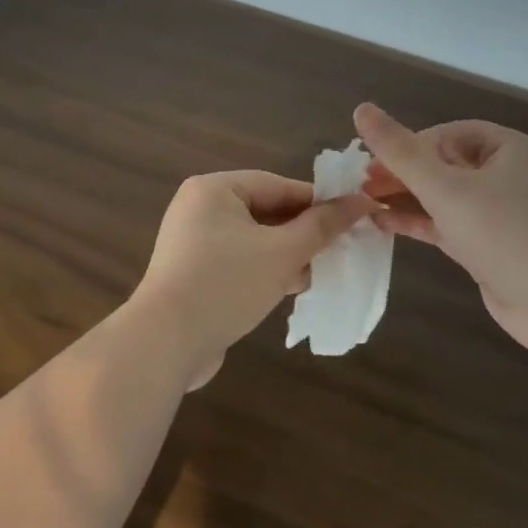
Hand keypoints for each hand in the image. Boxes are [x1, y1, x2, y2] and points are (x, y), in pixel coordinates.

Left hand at [133, 170, 378, 389]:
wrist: (166, 343)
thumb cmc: (227, 284)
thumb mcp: (283, 253)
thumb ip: (322, 226)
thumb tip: (361, 201)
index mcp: (214, 189)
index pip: (278, 185)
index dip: (318, 202)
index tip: (353, 219)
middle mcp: (199, 208)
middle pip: (266, 211)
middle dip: (303, 233)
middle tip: (338, 250)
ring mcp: (193, 242)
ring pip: (254, 239)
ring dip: (287, 255)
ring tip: (317, 273)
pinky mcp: (194, 273)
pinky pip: (239, 261)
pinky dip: (265, 270)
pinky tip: (290, 289)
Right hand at [353, 104, 527, 358]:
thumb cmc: (507, 234)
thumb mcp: (446, 188)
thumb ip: (401, 152)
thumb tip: (362, 109)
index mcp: (509, 149)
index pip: (447, 134)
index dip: (408, 146)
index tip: (372, 165)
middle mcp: (509, 176)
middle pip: (445, 165)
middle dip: (403, 174)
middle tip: (361, 187)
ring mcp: (503, 216)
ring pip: (446, 198)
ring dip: (407, 199)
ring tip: (363, 205)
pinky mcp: (494, 249)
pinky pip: (451, 226)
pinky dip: (420, 223)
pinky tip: (385, 226)